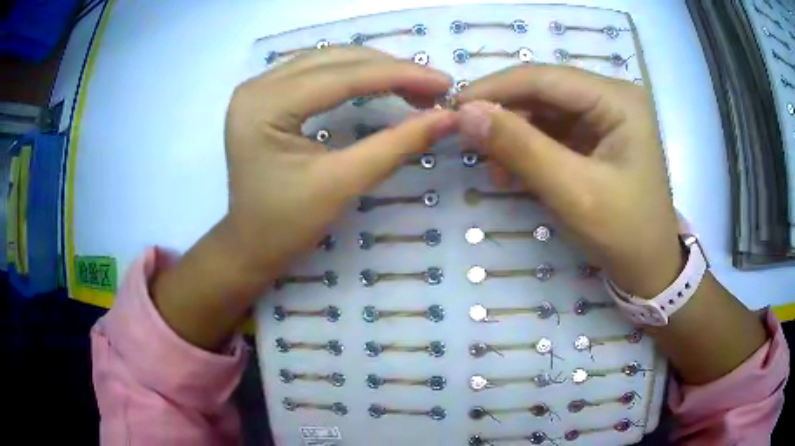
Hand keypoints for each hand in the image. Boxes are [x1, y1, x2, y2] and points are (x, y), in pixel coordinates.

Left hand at [152, 47, 455, 349]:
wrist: (250, 245)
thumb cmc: (287, 225)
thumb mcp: (342, 185)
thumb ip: (396, 145)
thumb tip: (449, 117)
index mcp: (264, 106)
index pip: (341, 76)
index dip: (399, 74)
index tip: (444, 82)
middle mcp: (257, 86)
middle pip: (335, 60)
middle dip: (391, 69)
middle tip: (434, 88)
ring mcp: (258, 88)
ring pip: (328, 60)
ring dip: (375, 69)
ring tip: (415, 87)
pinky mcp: (266, 96)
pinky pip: (317, 72)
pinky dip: (355, 75)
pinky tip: (381, 83)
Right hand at [456, 65, 681, 296]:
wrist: (650, 268)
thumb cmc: (624, 233)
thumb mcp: (573, 192)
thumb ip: (520, 148)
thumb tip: (465, 113)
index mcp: (618, 100)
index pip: (545, 78)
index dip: (495, 88)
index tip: (453, 108)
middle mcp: (611, 97)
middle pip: (543, 91)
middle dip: (504, 114)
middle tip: (468, 140)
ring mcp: (604, 116)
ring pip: (544, 111)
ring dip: (514, 135)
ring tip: (494, 168)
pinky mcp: (596, 136)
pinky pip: (553, 131)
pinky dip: (528, 149)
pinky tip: (513, 172)